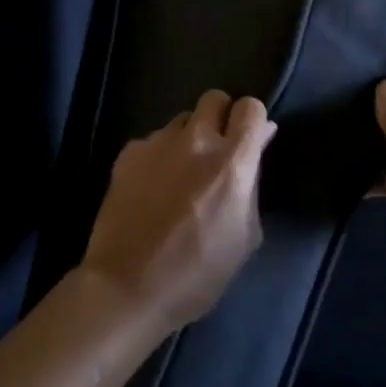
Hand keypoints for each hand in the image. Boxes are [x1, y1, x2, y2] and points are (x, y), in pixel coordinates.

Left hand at [81, 90, 275, 334]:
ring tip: (180, 175)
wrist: (127, 287)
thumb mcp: (245, 236)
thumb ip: (252, 183)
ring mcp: (157, 143)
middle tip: (217, 152)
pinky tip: (152, 189)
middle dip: (221, 118)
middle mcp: (195, 140)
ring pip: (181, 121)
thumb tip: (258, 143)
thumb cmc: (198, 273)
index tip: (250, 142)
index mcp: (232, 161)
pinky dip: (159, 156)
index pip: (251, 107)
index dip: (253, 121)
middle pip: (214, 99)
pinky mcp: (128, 153)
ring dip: (188, 138)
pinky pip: (153, 141)